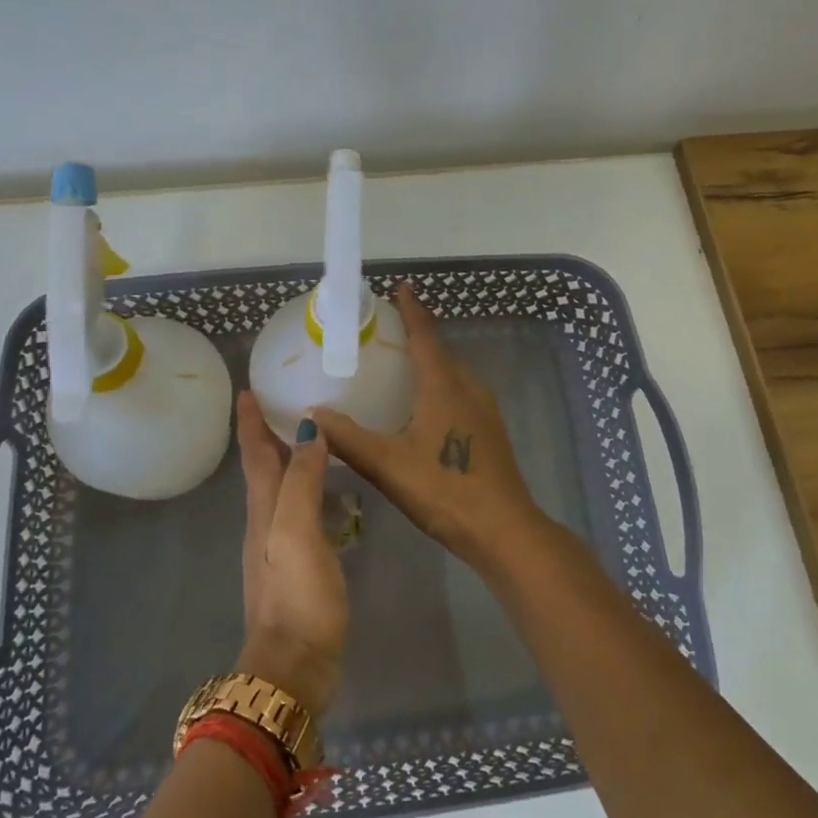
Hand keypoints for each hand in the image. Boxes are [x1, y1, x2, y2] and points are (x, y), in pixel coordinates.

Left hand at [235, 390, 345, 715]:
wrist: (293, 668)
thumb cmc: (297, 596)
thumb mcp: (297, 531)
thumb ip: (302, 481)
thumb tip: (307, 429)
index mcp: (264, 509)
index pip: (254, 454)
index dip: (250, 422)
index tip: (246, 390)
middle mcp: (266, 523)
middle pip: (264, 469)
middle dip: (268, 435)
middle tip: (286, 403)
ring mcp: (280, 548)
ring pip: (281, 491)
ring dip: (290, 461)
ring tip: (313, 439)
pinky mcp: (299, 568)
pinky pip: (300, 514)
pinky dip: (309, 492)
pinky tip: (330, 495)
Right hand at [312, 284, 542, 571]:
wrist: (504, 530)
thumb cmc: (445, 490)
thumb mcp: (389, 465)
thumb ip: (349, 439)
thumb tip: (312, 417)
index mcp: (445, 386)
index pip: (426, 336)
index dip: (413, 310)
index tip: (402, 286)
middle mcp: (468, 389)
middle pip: (441, 351)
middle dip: (418, 334)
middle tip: (386, 329)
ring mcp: (484, 411)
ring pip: (453, 374)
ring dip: (430, 361)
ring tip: (401, 364)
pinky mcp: (489, 432)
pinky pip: (460, 393)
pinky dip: (439, 385)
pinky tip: (423, 406)